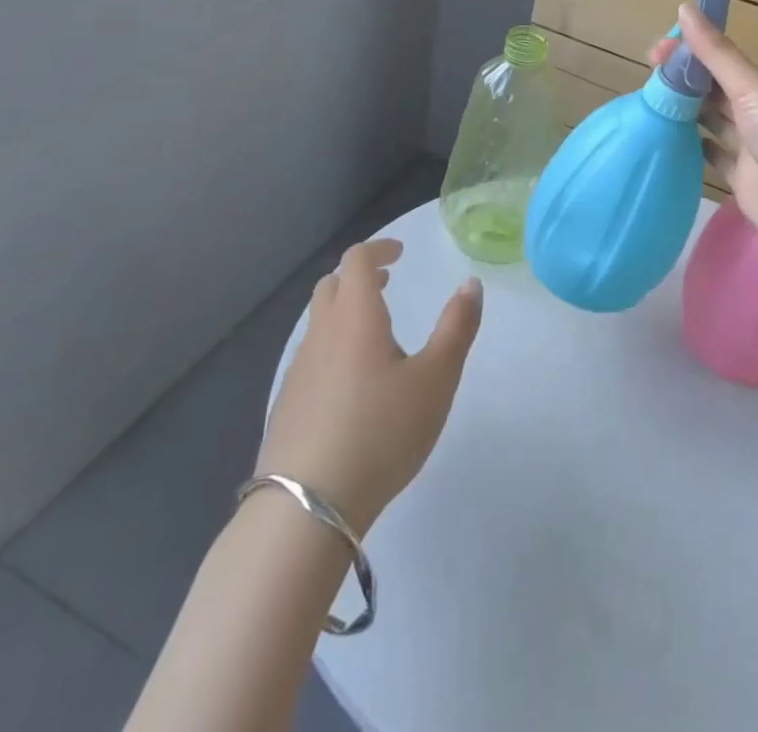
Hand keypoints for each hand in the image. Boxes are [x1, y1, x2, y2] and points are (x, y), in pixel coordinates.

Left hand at [257, 239, 481, 533]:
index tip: (400, 254)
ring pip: (318, 323)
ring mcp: (298, 372)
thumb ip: (456, 328)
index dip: (379, 248)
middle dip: (359, 277)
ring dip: (345, 313)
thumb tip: (471, 284)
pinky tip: (352, 386)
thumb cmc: (380, 431)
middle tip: (387, 285)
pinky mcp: (287, 407)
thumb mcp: (436, 379)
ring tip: (375, 336)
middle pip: (331, 286)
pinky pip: (310, 358)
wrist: (305, 509)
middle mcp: (321, 334)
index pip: (357, 260)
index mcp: (355, 316)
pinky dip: (332, 349)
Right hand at [651, 3, 757, 259]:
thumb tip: (685, 6)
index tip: (657, 51)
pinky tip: (666, 136)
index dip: (691, 52)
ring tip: (648, 101)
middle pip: (714, 90)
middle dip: (683, 80)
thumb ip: (717, 53)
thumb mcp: (754, 87)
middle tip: (647, 75)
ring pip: (711, 121)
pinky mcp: (741, 180)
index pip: (723, 61)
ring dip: (685, 110)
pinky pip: (712, 157)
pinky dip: (693, 146)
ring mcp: (751, 148)